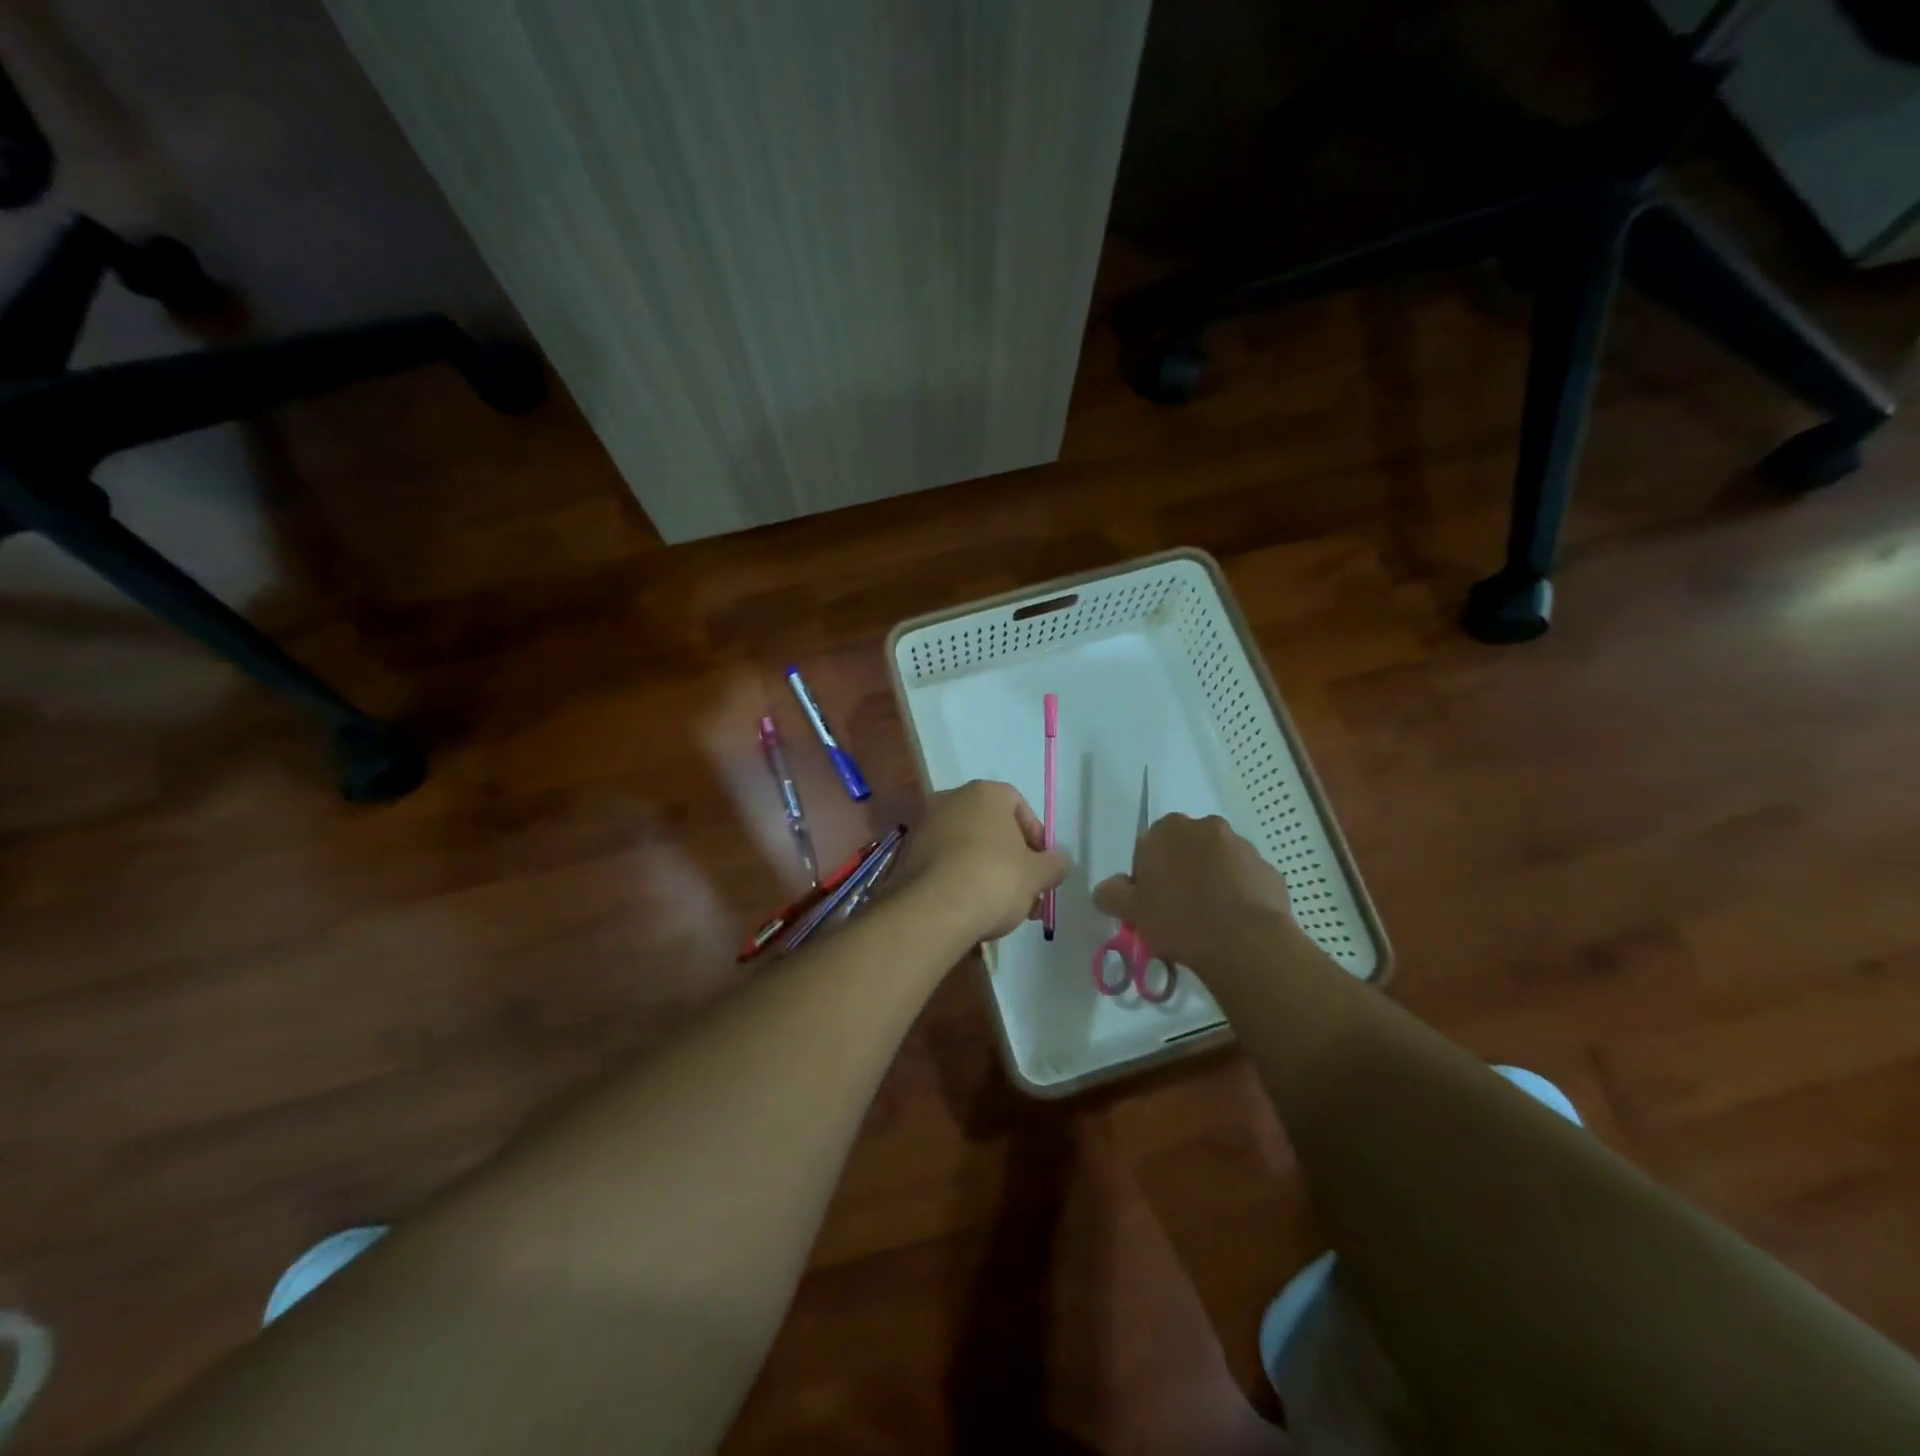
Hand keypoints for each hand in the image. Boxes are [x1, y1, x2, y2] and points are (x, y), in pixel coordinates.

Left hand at [897, 781, 1069, 942]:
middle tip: (1025, 891)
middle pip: (992, 827)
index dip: (1036, 837)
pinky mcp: (906, 854)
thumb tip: (1059, 861)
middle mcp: (951, 799)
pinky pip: (944, 862)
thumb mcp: (1038, 875)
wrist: (931, 910)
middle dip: (1012, 858)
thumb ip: (1055, 864)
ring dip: (987, 870)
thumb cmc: (993, 880)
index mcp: (984, 793)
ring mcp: (924, 825)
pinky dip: (959, 878)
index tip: (1042, 867)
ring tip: (1000, 907)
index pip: (1019, 805)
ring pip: (967, 846)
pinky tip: (970, 908)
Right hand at [1092, 813, 1304, 970]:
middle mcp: (1207, 827)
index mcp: (1169, 829)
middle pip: (1187, 849)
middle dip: (1182, 872)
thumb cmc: (1179, 919)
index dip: (1148, 874)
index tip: (1151, 901)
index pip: (1150, 844)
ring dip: (1212, 882)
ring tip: (1209, 921)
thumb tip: (1106, 889)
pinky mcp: (1269, 871)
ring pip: (1218, 863)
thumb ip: (1111, 894)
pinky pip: (1246, 881)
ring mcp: (1243, 847)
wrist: (1245, 943)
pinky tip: (1233, 924)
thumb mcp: (1131, 911)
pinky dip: (1239, 895)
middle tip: (1178, 910)